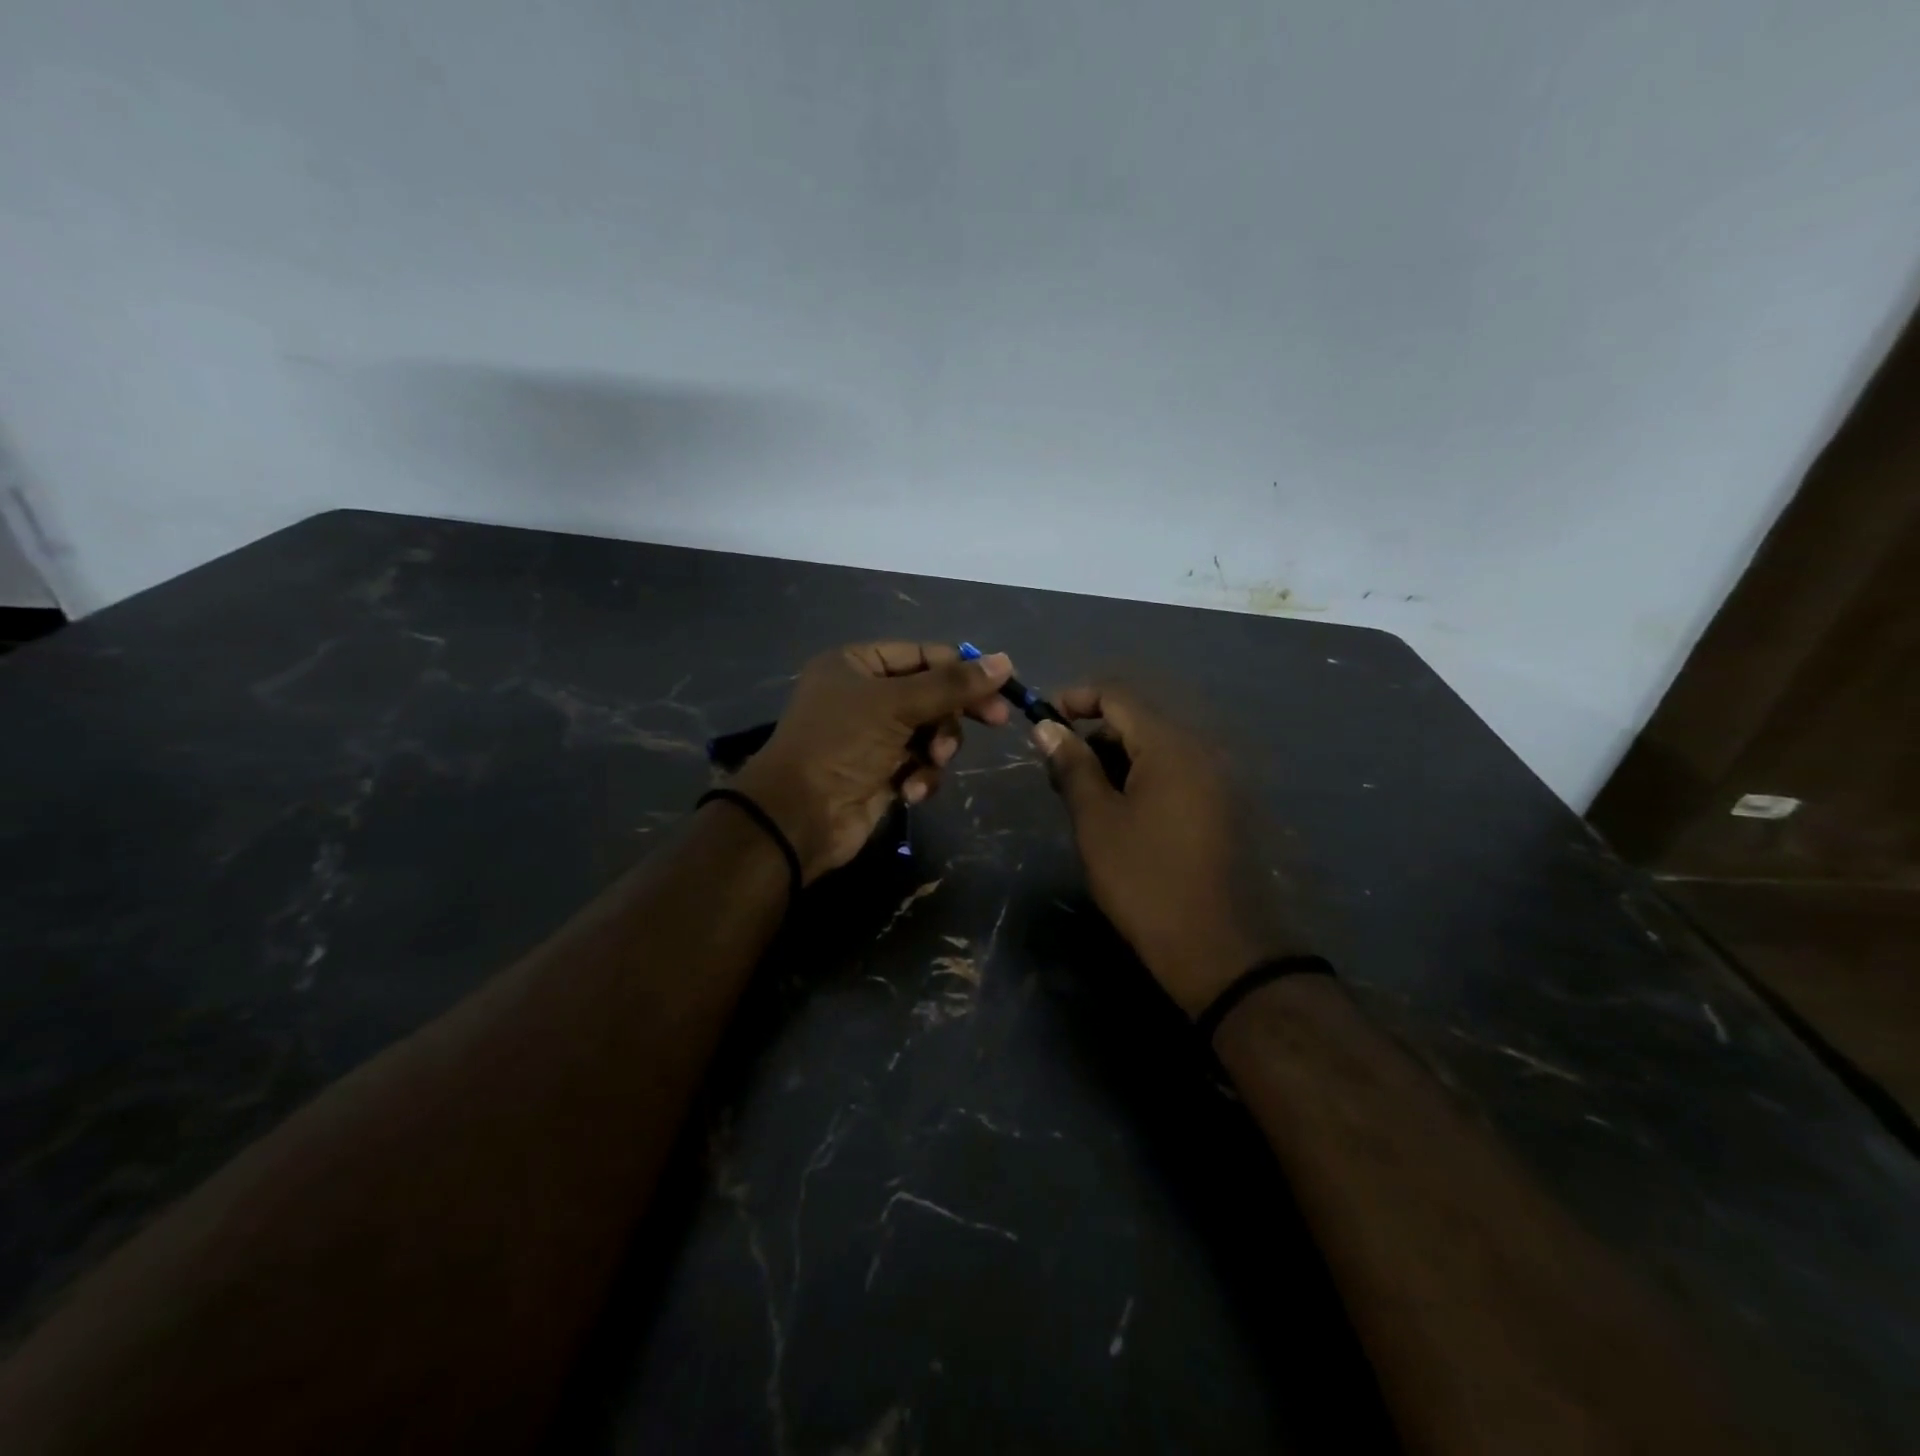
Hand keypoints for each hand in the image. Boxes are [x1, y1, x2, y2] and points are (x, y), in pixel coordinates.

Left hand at [732, 641, 1013, 881]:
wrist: (799, 816)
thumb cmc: (841, 744)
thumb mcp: (897, 704)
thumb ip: (952, 684)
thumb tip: (1005, 661)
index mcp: (857, 665)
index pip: (922, 655)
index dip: (961, 668)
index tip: (1002, 684)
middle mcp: (864, 696)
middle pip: (931, 694)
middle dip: (953, 712)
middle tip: (997, 720)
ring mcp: (873, 737)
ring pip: (930, 732)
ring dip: (937, 748)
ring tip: (930, 761)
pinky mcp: (881, 773)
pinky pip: (919, 765)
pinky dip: (921, 776)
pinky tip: (910, 790)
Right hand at [1031, 684, 1310, 1015]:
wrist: (1218, 948)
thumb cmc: (1145, 879)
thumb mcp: (1097, 821)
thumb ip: (1072, 766)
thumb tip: (1047, 728)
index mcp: (1169, 746)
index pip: (1117, 696)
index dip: (1075, 699)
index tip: (1042, 722)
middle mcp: (1200, 752)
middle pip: (1138, 722)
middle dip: (1093, 737)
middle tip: (1059, 774)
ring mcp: (1215, 781)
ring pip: (1156, 751)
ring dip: (1116, 761)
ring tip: (1085, 800)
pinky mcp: (1221, 809)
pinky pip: (1175, 775)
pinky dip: (1142, 781)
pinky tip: (1121, 816)